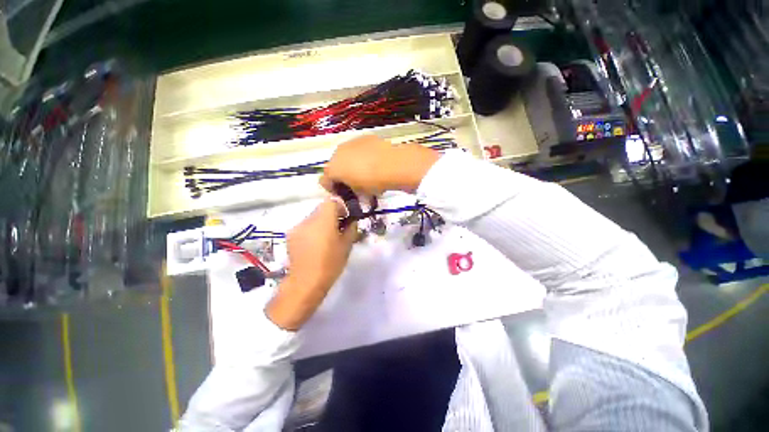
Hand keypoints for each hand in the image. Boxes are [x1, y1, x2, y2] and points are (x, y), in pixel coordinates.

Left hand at [266, 199, 357, 330]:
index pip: (332, 201)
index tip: (345, 218)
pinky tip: (315, 245)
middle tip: (338, 229)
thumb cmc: (330, 263)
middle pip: (321, 209)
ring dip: (321, 223)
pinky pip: (305, 227)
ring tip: (326, 239)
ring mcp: (297, 227)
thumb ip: (351, 229)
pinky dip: (312, 231)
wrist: (306, 282)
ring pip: (313, 217)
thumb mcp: (347, 246)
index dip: (340, 207)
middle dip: (331, 215)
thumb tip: (351, 221)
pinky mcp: (290, 236)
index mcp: (323, 220)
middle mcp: (308, 219)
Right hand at [319, 135, 440, 194]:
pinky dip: (363, 156)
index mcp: (333, 167)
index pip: (326, 180)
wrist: (393, 164)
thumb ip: (353, 193)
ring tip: (366, 174)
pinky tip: (374, 163)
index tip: (341, 195)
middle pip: (336, 166)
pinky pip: (359, 149)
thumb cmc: (373, 181)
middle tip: (354, 185)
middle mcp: (338, 152)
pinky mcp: (365, 137)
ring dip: (352, 165)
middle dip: (342, 176)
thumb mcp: (361, 192)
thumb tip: (352, 193)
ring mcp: (352, 142)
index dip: (332, 189)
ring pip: (347, 156)